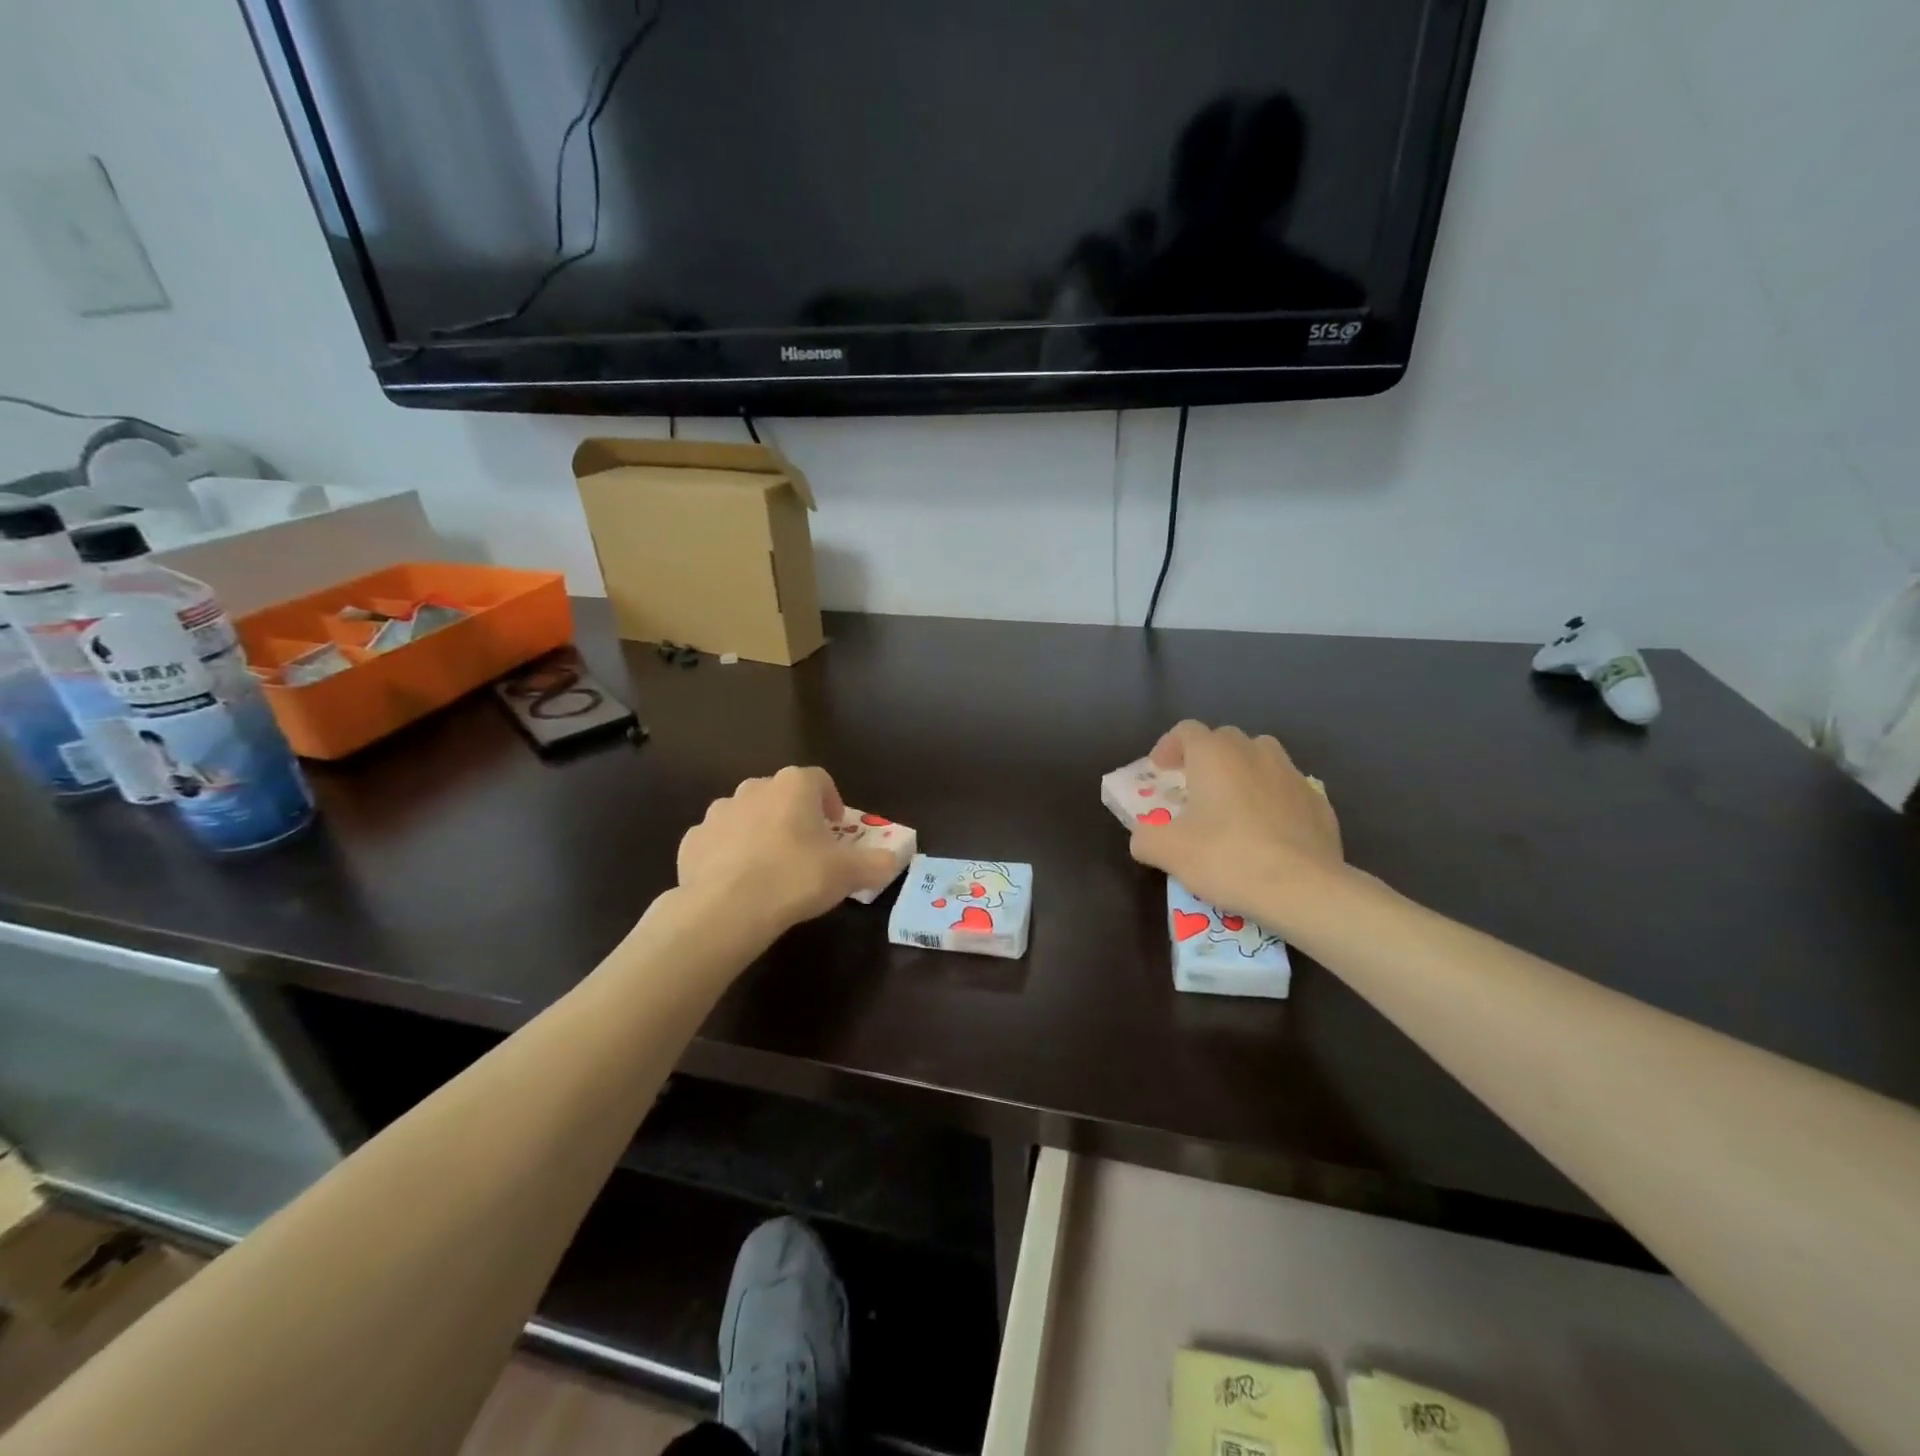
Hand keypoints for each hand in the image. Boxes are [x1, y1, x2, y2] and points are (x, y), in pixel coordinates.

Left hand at [677, 766, 898, 938]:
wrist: (726, 909)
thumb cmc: (795, 878)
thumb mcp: (849, 874)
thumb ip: (877, 863)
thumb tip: (895, 860)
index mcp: (794, 786)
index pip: (819, 779)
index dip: (831, 800)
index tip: (836, 828)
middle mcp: (753, 788)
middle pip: (781, 794)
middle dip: (794, 815)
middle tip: (806, 849)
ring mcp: (718, 813)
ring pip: (746, 815)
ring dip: (760, 832)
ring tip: (771, 867)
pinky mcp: (692, 841)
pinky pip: (718, 841)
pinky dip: (728, 854)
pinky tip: (738, 882)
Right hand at [1128, 721, 1344, 928]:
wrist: (1304, 889)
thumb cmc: (1227, 858)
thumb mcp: (1168, 852)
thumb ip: (1145, 837)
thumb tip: (1144, 837)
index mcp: (1215, 754)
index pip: (1186, 731)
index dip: (1168, 747)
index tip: (1160, 772)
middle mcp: (1255, 752)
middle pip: (1225, 740)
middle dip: (1206, 758)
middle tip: (1194, 790)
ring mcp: (1293, 775)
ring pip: (1261, 759)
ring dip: (1242, 773)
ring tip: (1233, 807)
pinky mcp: (1319, 803)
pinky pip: (1287, 790)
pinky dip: (1272, 800)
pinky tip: (1268, 833)